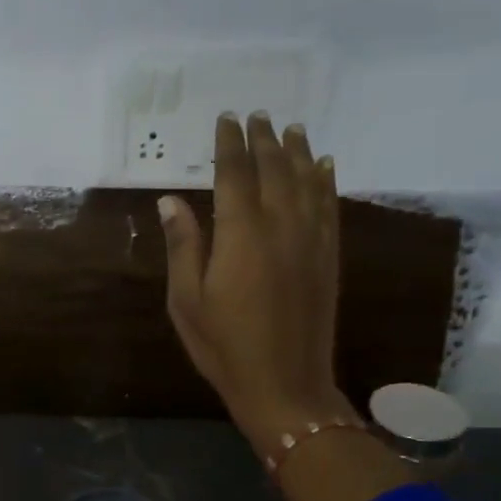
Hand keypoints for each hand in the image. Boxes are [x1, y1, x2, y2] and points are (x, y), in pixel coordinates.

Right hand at [158, 113, 353, 458]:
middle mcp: (281, 226)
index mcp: (241, 235)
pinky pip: (330, 207)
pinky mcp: (329, 258)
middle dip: (263, 139)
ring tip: (291, 128)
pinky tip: (325, 166)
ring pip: (307, 181)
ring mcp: (311, 240)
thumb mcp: (187, 302)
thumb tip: (170, 200)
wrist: (285, 385)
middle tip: (257, 115)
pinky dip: (326, 181)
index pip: (235, 173)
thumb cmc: (224, 347)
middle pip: (274, 169)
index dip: (229, 144)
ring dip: (298, 151)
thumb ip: (183, 247)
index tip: (225, 119)